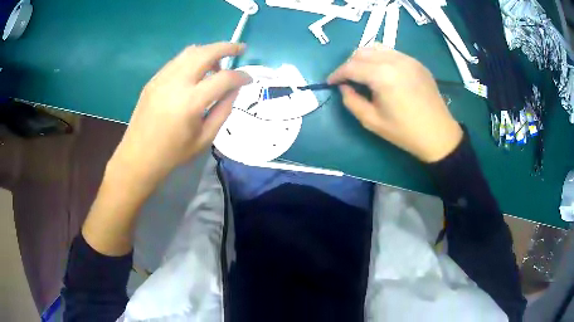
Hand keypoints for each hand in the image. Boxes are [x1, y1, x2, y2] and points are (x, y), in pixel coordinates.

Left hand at [108, 42, 251, 185]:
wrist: (138, 156)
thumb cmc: (173, 153)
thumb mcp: (205, 138)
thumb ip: (223, 110)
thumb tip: (235, 89)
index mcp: (191, 102)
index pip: (224, 78)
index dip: (241, 76)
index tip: (249, 79)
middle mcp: (176, 83)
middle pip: (206, 53)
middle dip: (227, 47)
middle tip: (240, 49)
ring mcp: (162, 78)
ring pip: (190, 51)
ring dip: (209, 51)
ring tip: (217, 63)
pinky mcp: (154, 79)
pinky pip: (177, 61)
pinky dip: (192, 59)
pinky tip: (196, 72)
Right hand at [328, 44, 462, 162]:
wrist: (438, 134)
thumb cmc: (405, 132)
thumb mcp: (372, 121)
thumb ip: (352, 101)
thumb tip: (344, 87)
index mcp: (383, 76)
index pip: (351, 67)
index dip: (337, 74)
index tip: (330, 82)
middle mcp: (394, 60)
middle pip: (362, 52)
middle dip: (349, 64)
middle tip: (347, 80)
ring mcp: (408, 59)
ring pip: (376, 48)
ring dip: (364, 58)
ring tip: (363, 74)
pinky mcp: (416, 62)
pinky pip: (392, 53)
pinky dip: (380, 59)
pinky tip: (382, 73)